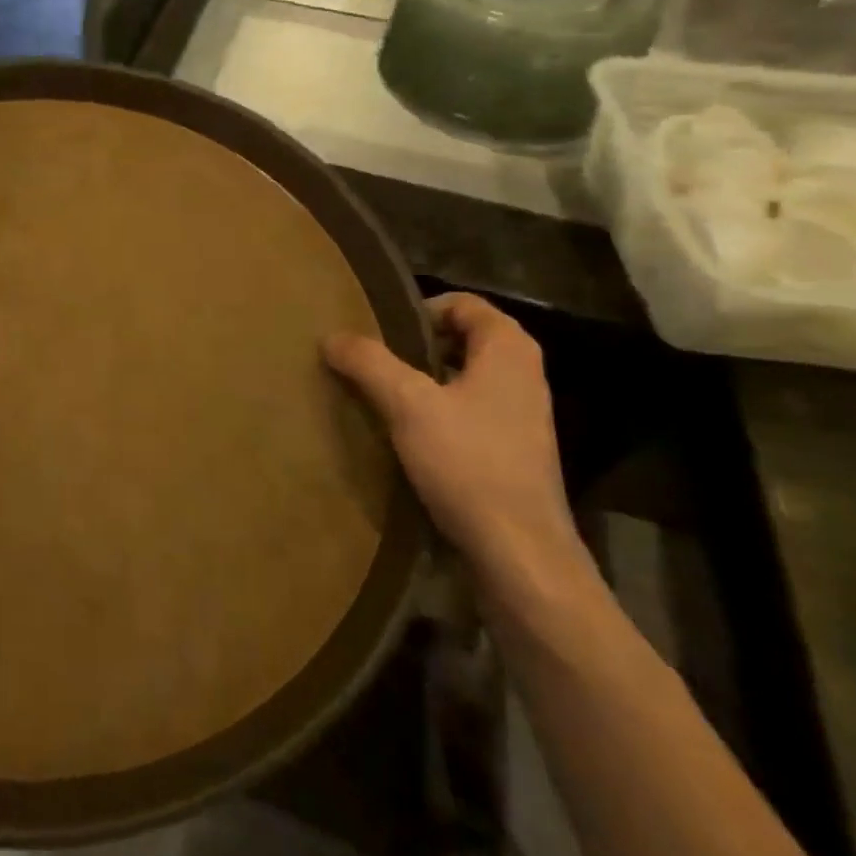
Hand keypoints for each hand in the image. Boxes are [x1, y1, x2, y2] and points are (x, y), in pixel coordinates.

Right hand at [324, 293, 585, 590]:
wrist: (519, 552)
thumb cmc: (468, 463)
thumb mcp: (408, 405)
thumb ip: (369, 363)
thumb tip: (331, 336)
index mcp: (508, 349)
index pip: (463, 303)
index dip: (418, 310)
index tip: (378, 332)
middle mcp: (523, 374)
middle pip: (462, 339)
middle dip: (415, 346)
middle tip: (371, 361)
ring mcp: (522, 416)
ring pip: (463, 378)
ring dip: (422, 382)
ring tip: (379, 396)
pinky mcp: (513, 451)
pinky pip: (468, 412)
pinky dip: (436, 413)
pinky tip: (405, 436)